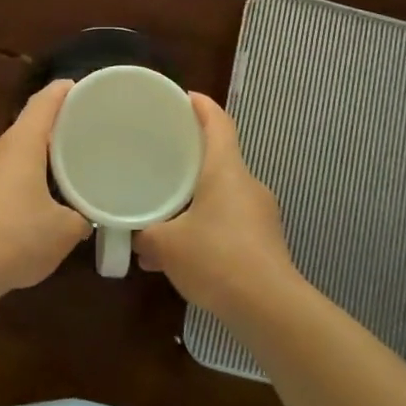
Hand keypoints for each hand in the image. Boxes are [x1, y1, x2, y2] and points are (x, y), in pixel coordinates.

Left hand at [0, 80, 89, 293]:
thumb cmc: (17, 237)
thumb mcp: (64, 231)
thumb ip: (79, 218)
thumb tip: (83, 218)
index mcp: (20, 144)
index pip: (43, 103)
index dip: (61, 92)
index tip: (76, 87)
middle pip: (24, 131)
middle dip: (48, 136)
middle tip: (74, 144)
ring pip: (8, 159)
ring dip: (29, 166)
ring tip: (52, 182)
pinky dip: (12, 188)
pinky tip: (23, 214)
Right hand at [134, 93, 299, 316]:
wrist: (269, 308)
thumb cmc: (216, 259)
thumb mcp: (167, 245)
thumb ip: (146, 235)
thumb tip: (136, 236)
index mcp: (226, 170)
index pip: (219, 123)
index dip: (202, 105)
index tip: (184, 97)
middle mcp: (248, 184)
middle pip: (220, 157)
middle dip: (192, 156)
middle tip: (163, 157)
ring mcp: (261, 214)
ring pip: (224, 194)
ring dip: (198, 199)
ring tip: (168, 214)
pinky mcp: (266, 243)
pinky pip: (231, 222)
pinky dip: (209, 227)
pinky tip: (186, 254)